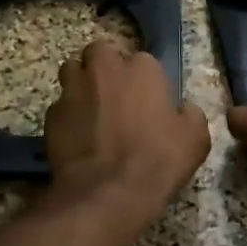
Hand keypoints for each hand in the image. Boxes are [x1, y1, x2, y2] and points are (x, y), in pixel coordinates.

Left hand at [44, 41, 210, 224]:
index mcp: (142, 69)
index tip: (147, 99)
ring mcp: (73, 90)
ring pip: (71, 71)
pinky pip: (59, 107)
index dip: (144, 80)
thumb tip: (185, 110)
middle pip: (99, 53)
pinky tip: (77, 138)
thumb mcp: (195, 139)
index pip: (142, 60)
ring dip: (81, 84)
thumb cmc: (157, 160)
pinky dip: (67, 117)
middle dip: (104, 67)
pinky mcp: (51, 115)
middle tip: (114, 94)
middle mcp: (104, 70)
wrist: (108, 193)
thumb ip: (190, 115)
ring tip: (91, 109)